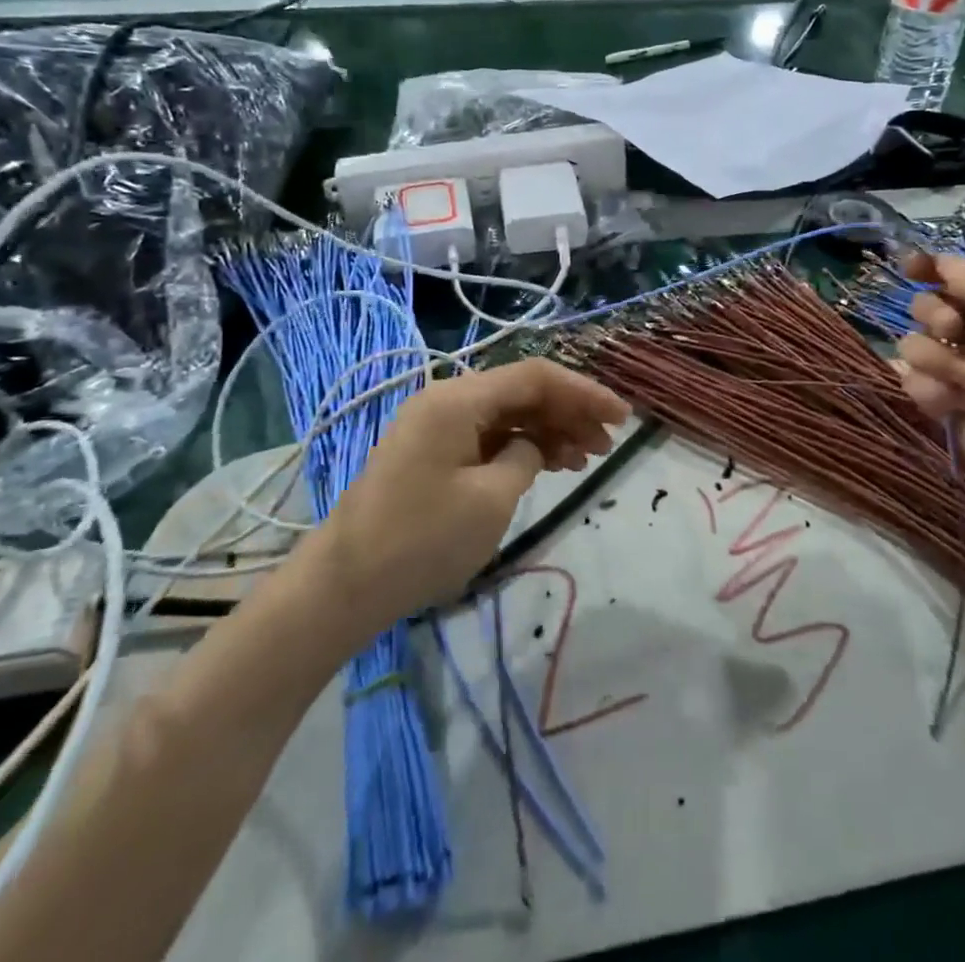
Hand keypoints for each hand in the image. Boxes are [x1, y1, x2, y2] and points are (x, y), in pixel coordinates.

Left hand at [316, 360, 630, 633]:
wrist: (344, 587)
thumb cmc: (421, 541)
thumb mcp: (491, 499)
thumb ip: (526, 457)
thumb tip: (531, 446)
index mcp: (458, 400)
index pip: (535, 377)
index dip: (583, 392)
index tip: (620, 416)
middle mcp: (446, 401)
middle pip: (521, 392)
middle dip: (568, 412)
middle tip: (606, 444)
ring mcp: (436, 427)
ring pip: (506, 415)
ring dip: (548, 431)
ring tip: (585, 459)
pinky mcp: (431, 454)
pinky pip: (487, 437)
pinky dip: (520, 448)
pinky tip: (548, 465)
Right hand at [894, 251, 964, 507]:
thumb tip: (940, 257)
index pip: (952, 280)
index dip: (928, 270)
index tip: (909, 266)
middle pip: (925, 308)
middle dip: (933, 314)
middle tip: (954, 331)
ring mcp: (956, 374)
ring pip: (912, 346)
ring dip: (936, 358)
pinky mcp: (943, 408)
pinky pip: (912, 384)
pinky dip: (934, 391)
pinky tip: (963, 404)